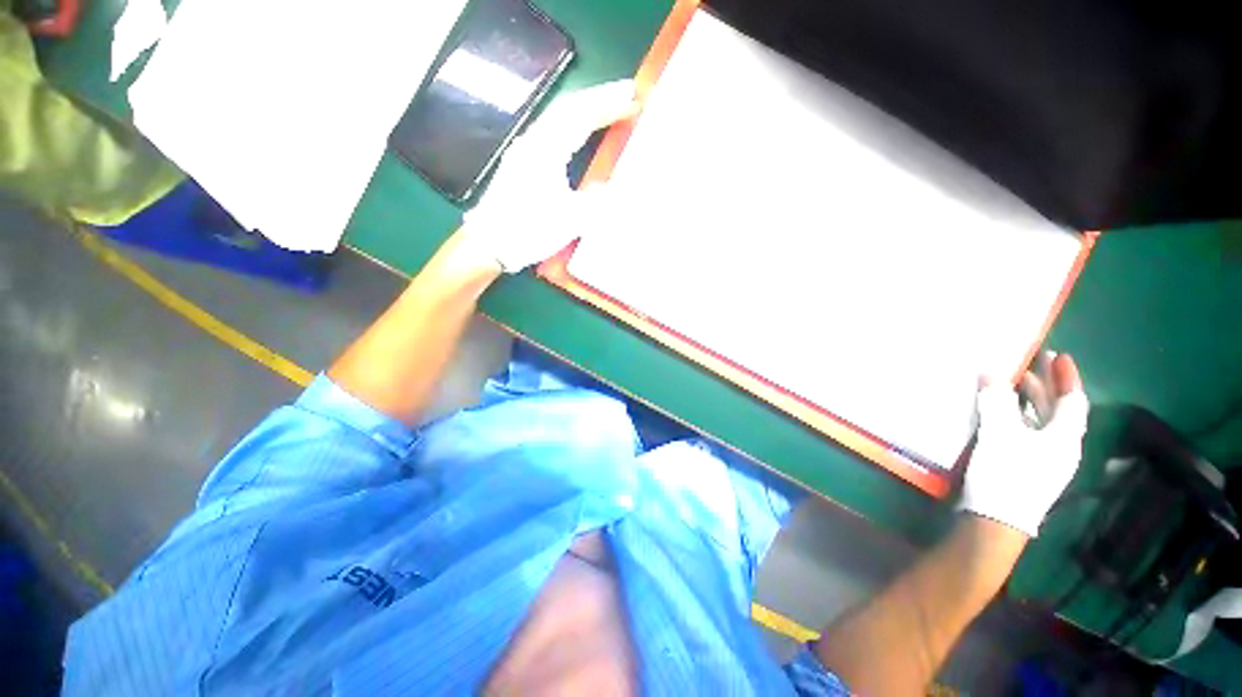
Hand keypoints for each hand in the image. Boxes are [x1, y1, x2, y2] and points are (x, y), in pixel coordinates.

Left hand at [461, 80, 639, 272]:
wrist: (490, 243)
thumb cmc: (529, 230)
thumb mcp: (569, 220)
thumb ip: (596, 201)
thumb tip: (611, 187)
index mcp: (546, 150)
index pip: (581, 116)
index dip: (609, 105)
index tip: (634, 98)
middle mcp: (534, 142)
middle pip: (569, 108)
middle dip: (600, 98)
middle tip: (627, 93)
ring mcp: (526, 151)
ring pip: (560, 118)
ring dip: (586, 109)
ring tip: (610, 107)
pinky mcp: (523, 163)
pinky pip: (553, 133)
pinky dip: (573, 126)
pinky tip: (581, 132)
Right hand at [959, 352, 1089, 536]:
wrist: (994, 521)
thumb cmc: (1006, 475)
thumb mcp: (1000, 435)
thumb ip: (996, 402)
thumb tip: (991, 372)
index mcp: (1064, 438)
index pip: (1072, 400)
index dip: (1066, 377)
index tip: (1058, 356)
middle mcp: (1059, 447)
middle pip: (1056, 410)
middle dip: (1044, 385)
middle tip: (1029, 363)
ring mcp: (1042, 460)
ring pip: (1039, 422)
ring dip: (1027, 401)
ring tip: (1010, 383)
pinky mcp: (1024, 468)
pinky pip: (1024, 433)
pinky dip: (1014, 417)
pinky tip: (998, 413)